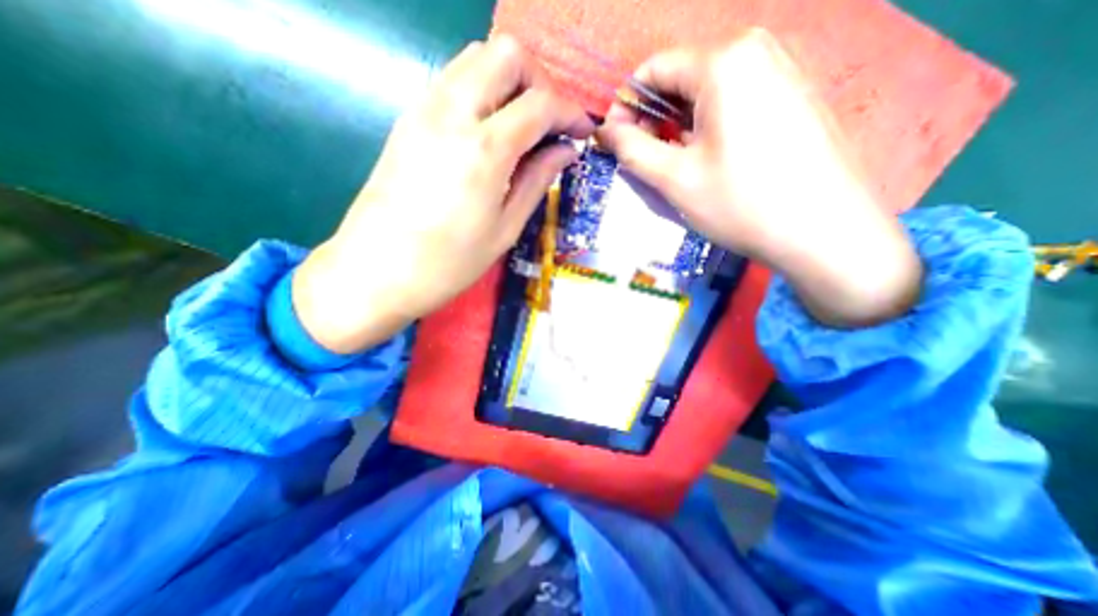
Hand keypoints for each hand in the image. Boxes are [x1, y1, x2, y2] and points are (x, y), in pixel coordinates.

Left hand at [294, 36, 590, 351]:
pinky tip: (489, 131)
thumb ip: (537, 181)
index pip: (540, 103)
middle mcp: (453, 113)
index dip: (571, 112)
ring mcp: (424, 110)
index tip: (584, 131)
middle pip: (506, 55)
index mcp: (484, 149)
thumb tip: (565, 150)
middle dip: (539, 82)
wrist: (376, 271)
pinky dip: (482, 91)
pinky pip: (453, 80)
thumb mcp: (505, 229)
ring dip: (509, 82)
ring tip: (523, 126)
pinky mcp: (408, 119)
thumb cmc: (449, 262)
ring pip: (476, 58)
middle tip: (549, 123)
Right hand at [596, 29, 919, 325]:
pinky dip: (707, 126)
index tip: (615, 142)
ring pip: (706, 92)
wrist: (823, 231)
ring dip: (678, 126)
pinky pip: (733, 101)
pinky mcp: (793, 95)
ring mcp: (781, 70)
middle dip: (652, 118)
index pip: (653, 70)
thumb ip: (632, 149)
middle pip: (680, 78)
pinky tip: (708, 159)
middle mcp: (756, 51)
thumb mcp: (674, 178)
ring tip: (674, 164)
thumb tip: (604, 132)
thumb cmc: (740, 203)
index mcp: (723, 63)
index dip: (625, 106)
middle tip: (643, 160)